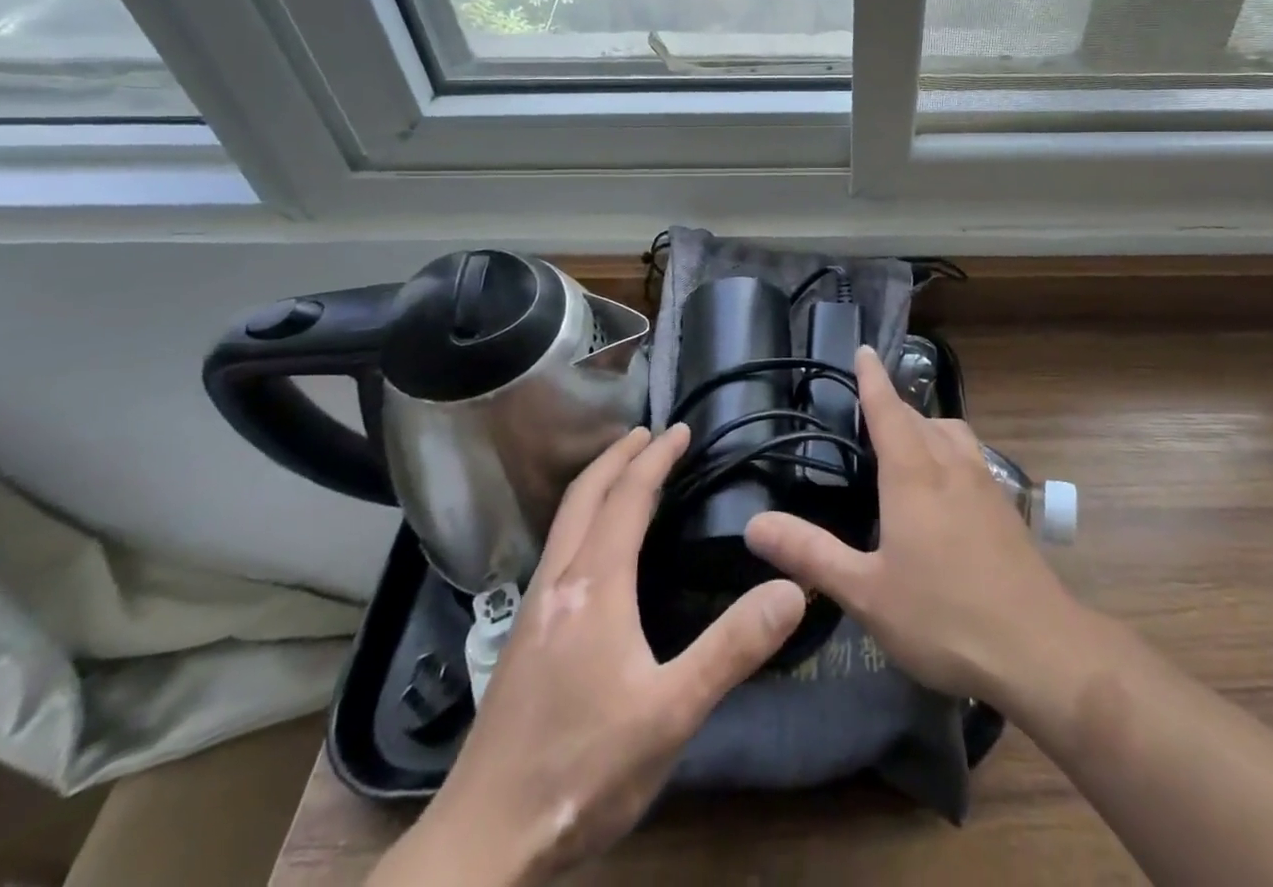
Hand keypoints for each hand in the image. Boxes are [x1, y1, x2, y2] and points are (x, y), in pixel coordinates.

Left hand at [371, 424, 806, 886]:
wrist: (481, 846)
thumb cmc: (580, 772)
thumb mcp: (670, 714)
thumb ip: (731, 648)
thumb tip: (791, 588)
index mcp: (594, 585)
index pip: (627, 498)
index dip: (655, 458)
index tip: (680, 429)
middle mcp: (558, 582)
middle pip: (584, 496)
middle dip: (617, 456)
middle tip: (649, 433)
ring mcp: (533, 610)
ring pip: (564, 521)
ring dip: (597, 485)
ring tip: (625, 473)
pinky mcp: (523, 638)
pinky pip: (558, 548)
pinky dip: (583, 518)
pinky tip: (595, 549)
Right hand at [745, 346, 1077, 704]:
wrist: (1038, 647)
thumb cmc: (943, 616)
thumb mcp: (865, 592)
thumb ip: (810, 554)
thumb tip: (754, 524)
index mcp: (913, 473)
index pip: (888, 409)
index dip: (872, 378)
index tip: (863, 350)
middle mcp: (950, 464)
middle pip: (919, 417)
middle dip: (893, 405)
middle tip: (868, 410)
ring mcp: (984, 483)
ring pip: (951, 432)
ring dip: (926, 425)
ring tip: (906, 443)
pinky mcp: (1005, 506)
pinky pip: (970, 456)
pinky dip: (949, 450)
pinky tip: (944, 486)